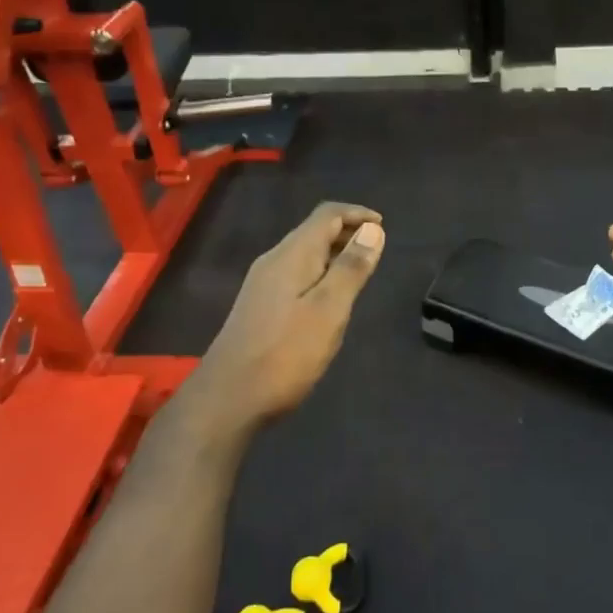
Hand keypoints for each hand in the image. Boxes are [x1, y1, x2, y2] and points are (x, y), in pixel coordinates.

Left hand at [190, 202, 385, 433]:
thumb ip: (351, 269)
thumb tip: (373, 230)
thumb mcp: (329, 310)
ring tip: (360, 272)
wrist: (229, 398)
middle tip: (376, 250)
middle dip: (347, 232)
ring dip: (334, 254)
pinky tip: (330, 299)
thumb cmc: (286, 354)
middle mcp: (273, 261)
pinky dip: (320, 273)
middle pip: (313, 231)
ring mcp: (263, 284)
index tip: (383, 226)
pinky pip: (296, 274)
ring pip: (304, 254)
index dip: (357, 213)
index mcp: (291, 255)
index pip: (326, 214)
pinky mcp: (260, 306)